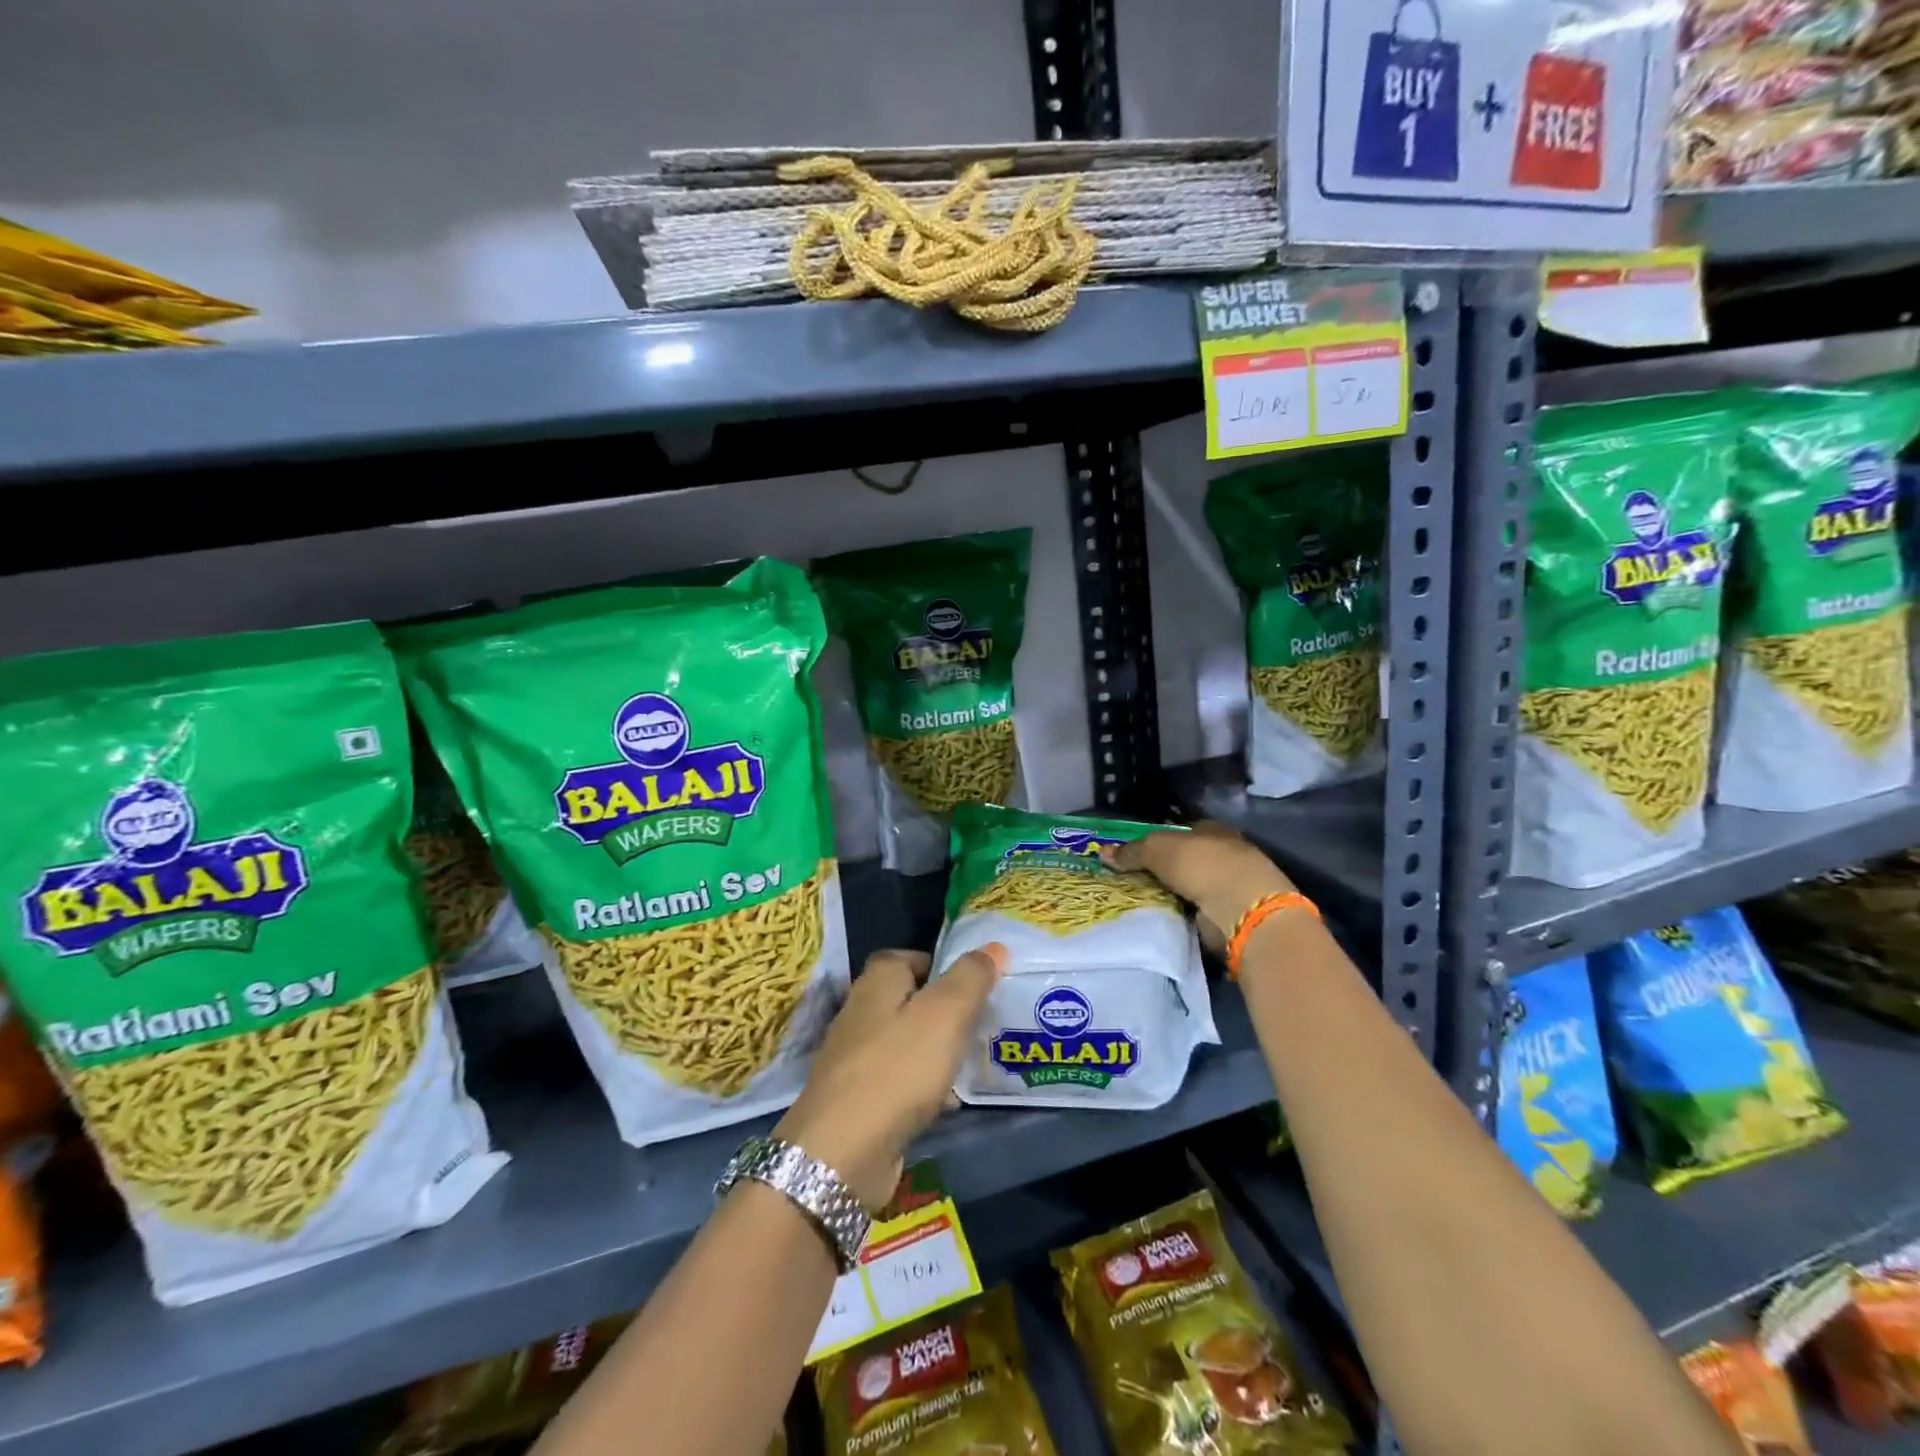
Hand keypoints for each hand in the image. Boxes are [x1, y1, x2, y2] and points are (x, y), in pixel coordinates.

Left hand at [774, 945, 1005, 1209]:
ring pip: (905, 1041)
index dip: (940, 964)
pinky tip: (947, 1103)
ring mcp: (855, 1057)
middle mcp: (860, 1011)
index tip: (973, 982)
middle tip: (981, 1021)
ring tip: (972, 1061)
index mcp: (877, 982)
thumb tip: (993, 946)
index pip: (907, 956)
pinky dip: (922, 1085)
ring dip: (935, 1049)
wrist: (841, 1153)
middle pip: (907, 999)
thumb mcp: (945, 1014)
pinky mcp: (856, 1098)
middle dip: (943, 1009)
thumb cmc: (897, 1069)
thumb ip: (971, 977)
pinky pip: (898, 1079)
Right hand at [1102, 822, 1295, 952]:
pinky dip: (1177, 913)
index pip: (1181, 831)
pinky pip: (1192, 911)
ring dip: (1168, 893)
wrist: (1240, 909)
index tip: (1134, 852)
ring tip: (1135, 899)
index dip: (1157, 839)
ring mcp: (1226, 887)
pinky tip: (1156, 916)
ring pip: (1187, 886)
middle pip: (1183, 860)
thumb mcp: (1158, 849)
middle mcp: (1223, 855)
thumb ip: (1132, 851)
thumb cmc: (1202, 865)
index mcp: (1213, 831)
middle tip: (1128, 877)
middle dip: (1160, 868)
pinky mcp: (1225, 915)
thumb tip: (1103, 853)